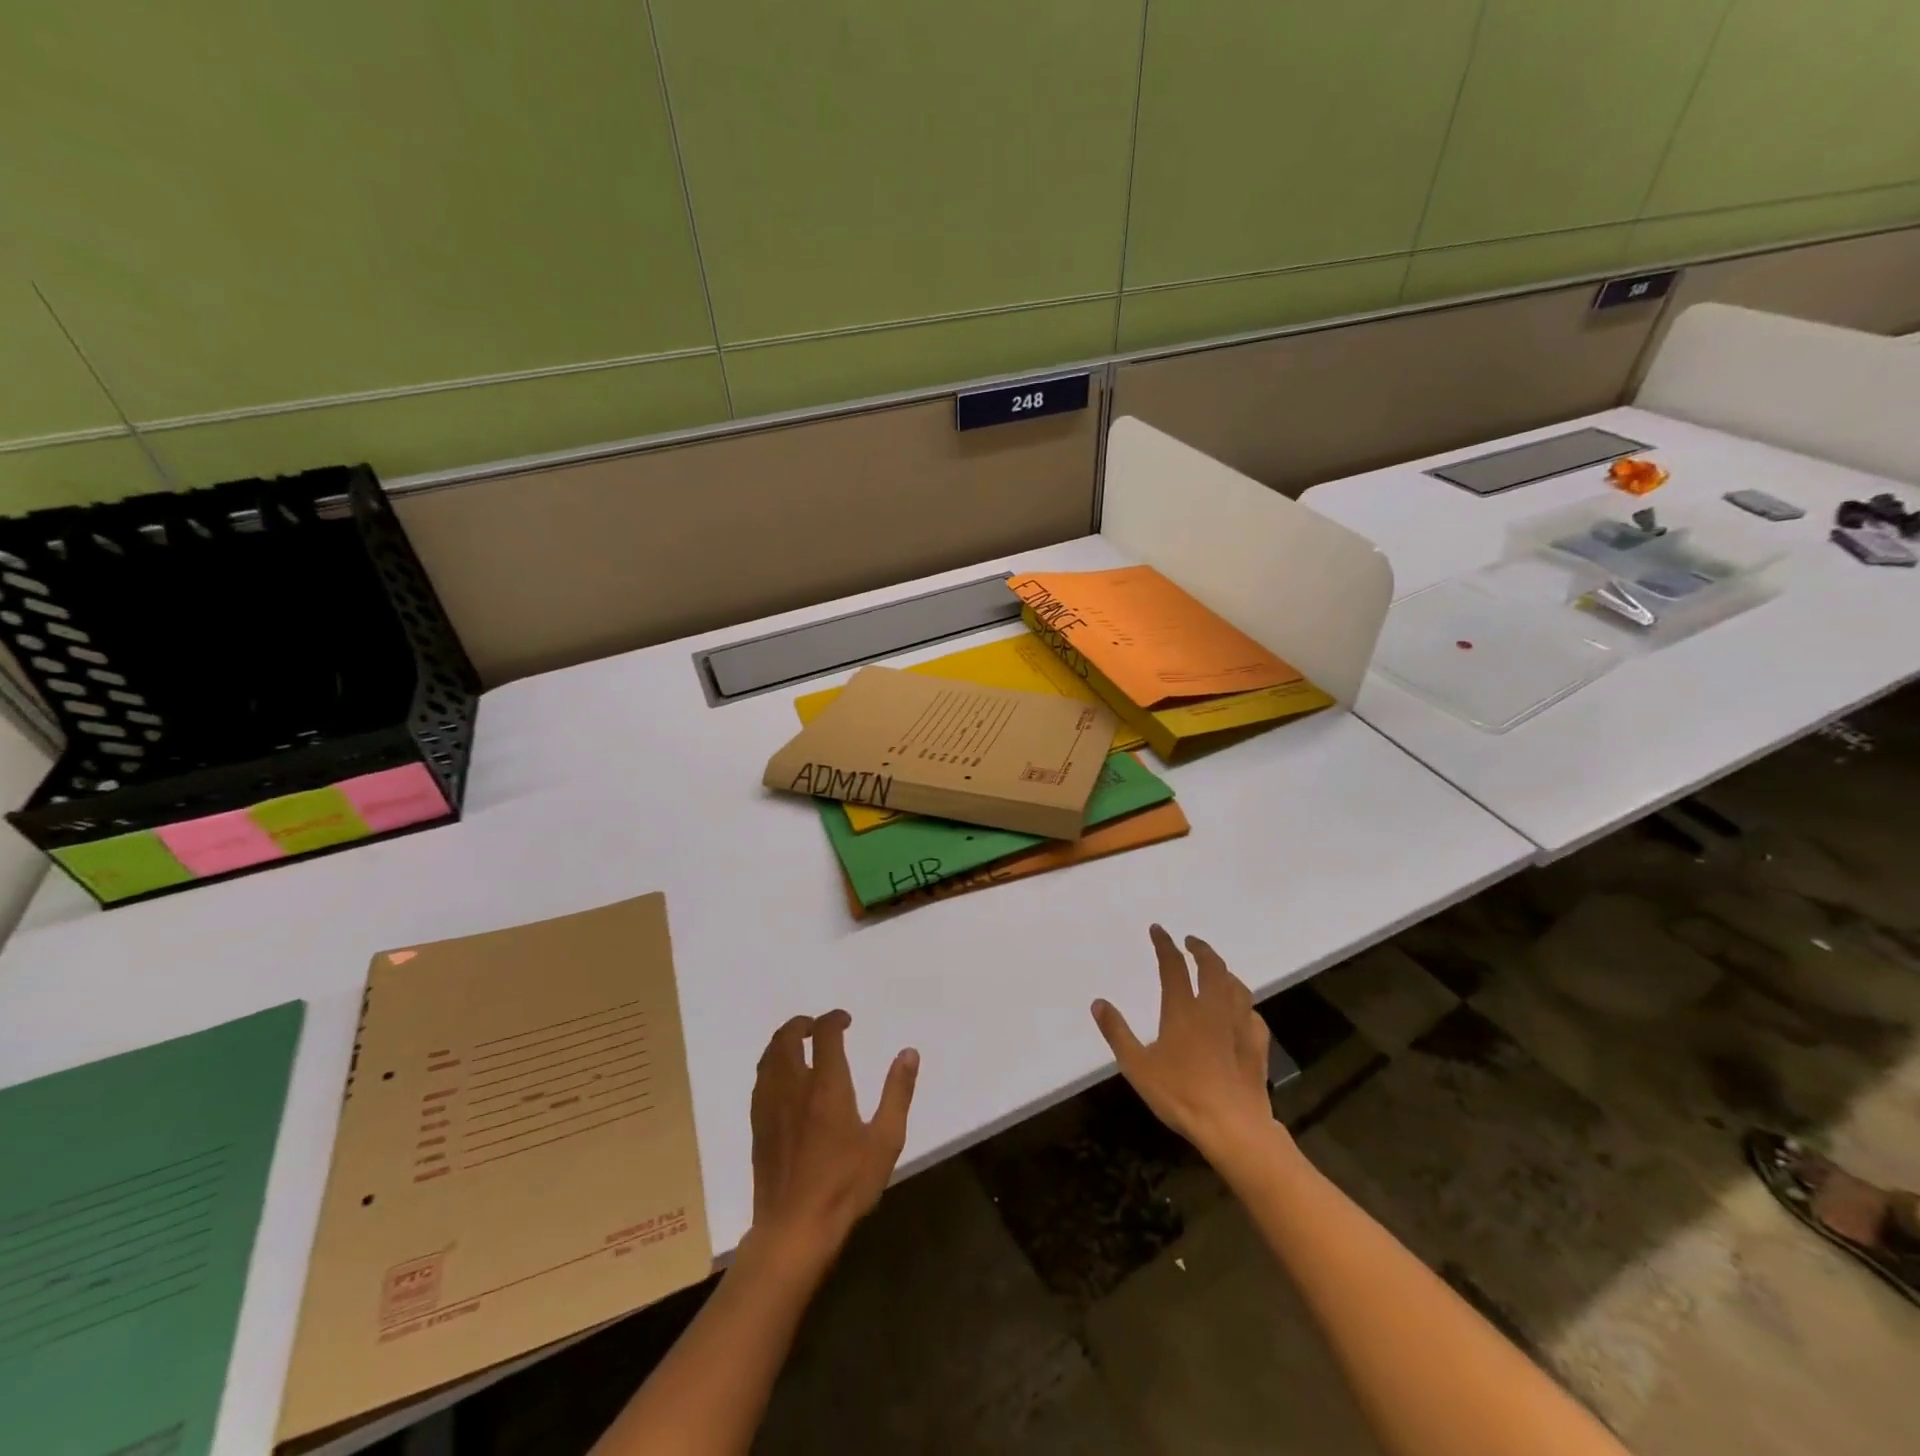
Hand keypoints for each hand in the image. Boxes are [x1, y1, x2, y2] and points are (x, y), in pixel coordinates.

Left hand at [747, 1010, 917, 1267]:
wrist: (794, 1229)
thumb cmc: (845, 1185)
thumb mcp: (885, 1141)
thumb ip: (897, 1093)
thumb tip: (908, 1053)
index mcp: (826, 1085)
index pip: (825, 1034)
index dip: (834, 1019)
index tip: (845, 1020)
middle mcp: (794, 1086)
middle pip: (787, 1037)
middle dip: (802, 1023)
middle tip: (818, 1026)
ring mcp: (770, 1106)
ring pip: (769, 1056)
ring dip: (784, 1041)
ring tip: (800, 1044)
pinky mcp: (758, 1126)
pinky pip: (761, 1079)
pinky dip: (772, 1064)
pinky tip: (783, 1078)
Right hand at [1092, 925, 1275, 1160]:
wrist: (1233, 1127)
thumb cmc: (1181, 1095)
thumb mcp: (1137, 1066)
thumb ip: (1117, 1032)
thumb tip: (1098, 1003)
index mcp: (1183, 1009)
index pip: (1173, 965)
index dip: (1165, 944)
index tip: (1158, 930)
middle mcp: (1214, 1010)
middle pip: (1212, 968)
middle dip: (1201, 950)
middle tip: (1191, 943)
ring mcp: (1240, 1027)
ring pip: (1237, 987)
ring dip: (1225, 972)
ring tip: (1217, 971)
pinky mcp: (1257, 1048)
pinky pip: (1254, 1016)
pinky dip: (1245, 1006)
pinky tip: (1243, 1013)